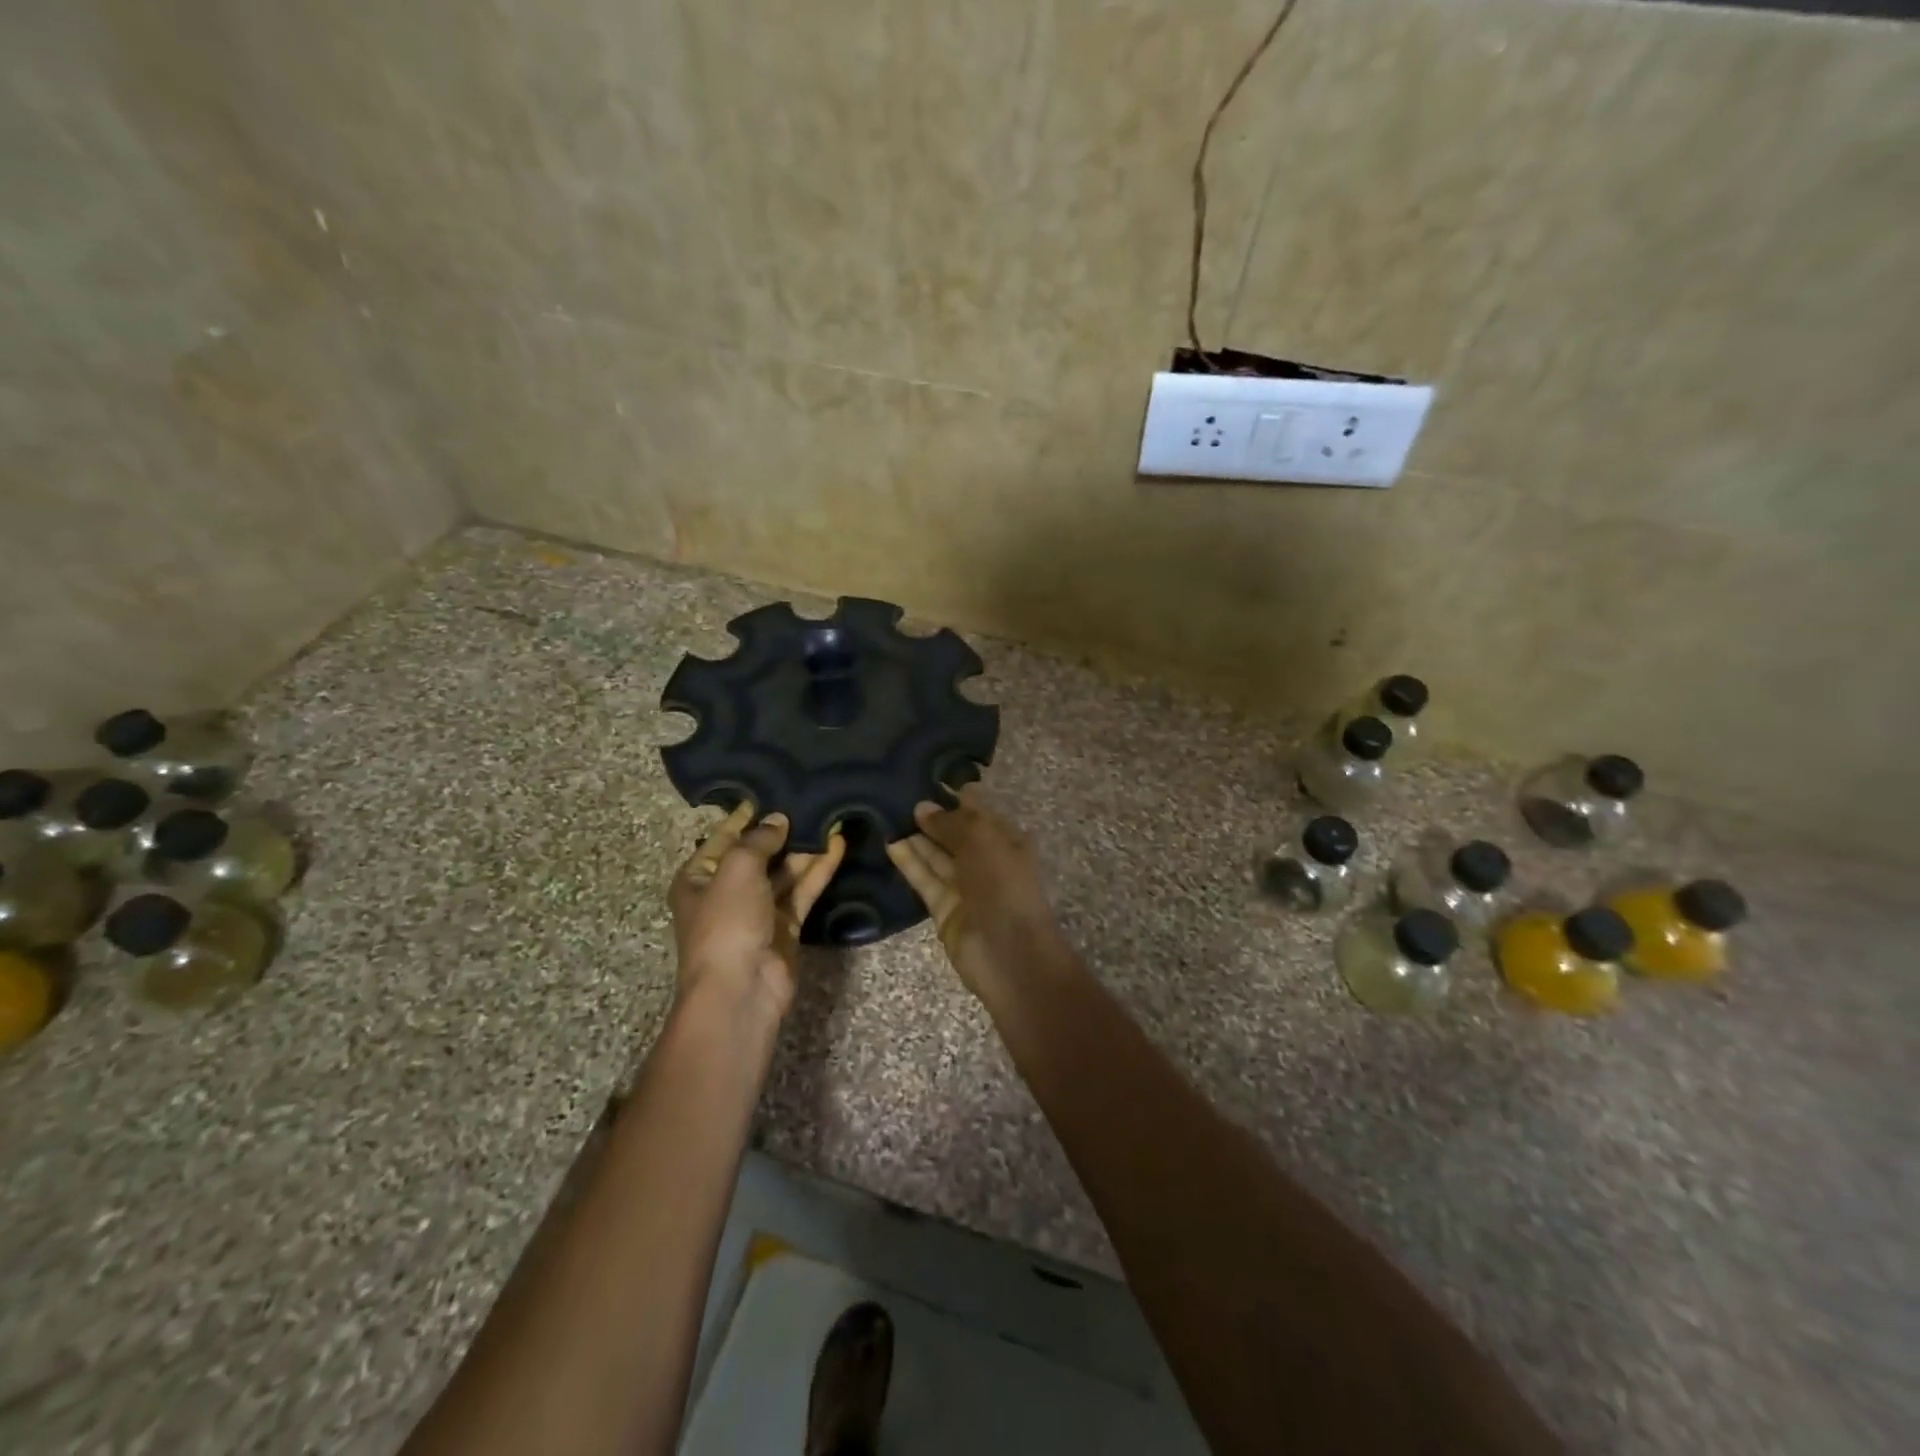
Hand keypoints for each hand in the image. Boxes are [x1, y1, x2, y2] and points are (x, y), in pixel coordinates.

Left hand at [670, 803, 845, 1016]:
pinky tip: (838, 845)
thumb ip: (759, 839)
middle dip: (782, 830)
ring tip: (829, 816)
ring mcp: (758, 910)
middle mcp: (727, 891)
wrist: (741, 989)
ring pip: (785, 871)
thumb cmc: (726, 923)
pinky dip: (819, 869)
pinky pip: (803, 890)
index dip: (747, 814)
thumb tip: (778, 819)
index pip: (724, 836)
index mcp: (699, 877)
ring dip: (805, 848)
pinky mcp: (786, 926)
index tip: (774, 789)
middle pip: (758, 853)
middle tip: (810, 798)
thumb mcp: (736, 869)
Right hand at [885, 786, 1063, 996]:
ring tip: (886, 813)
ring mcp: (965, 886)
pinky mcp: (943, 908)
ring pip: (936, 856)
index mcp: (1007, 840)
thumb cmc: (1003, 885)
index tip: (925, 777)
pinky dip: (909, 862)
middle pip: (954, 833)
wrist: (1009, 952)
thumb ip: (951, 822)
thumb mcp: (982, 840)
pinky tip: (889, 842)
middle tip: (897, 793)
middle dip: (931, 816)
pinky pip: (924, 879)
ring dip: (915, 837)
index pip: (977, 811)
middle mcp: (986, 860)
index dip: (954, 795)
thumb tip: (922, 807)